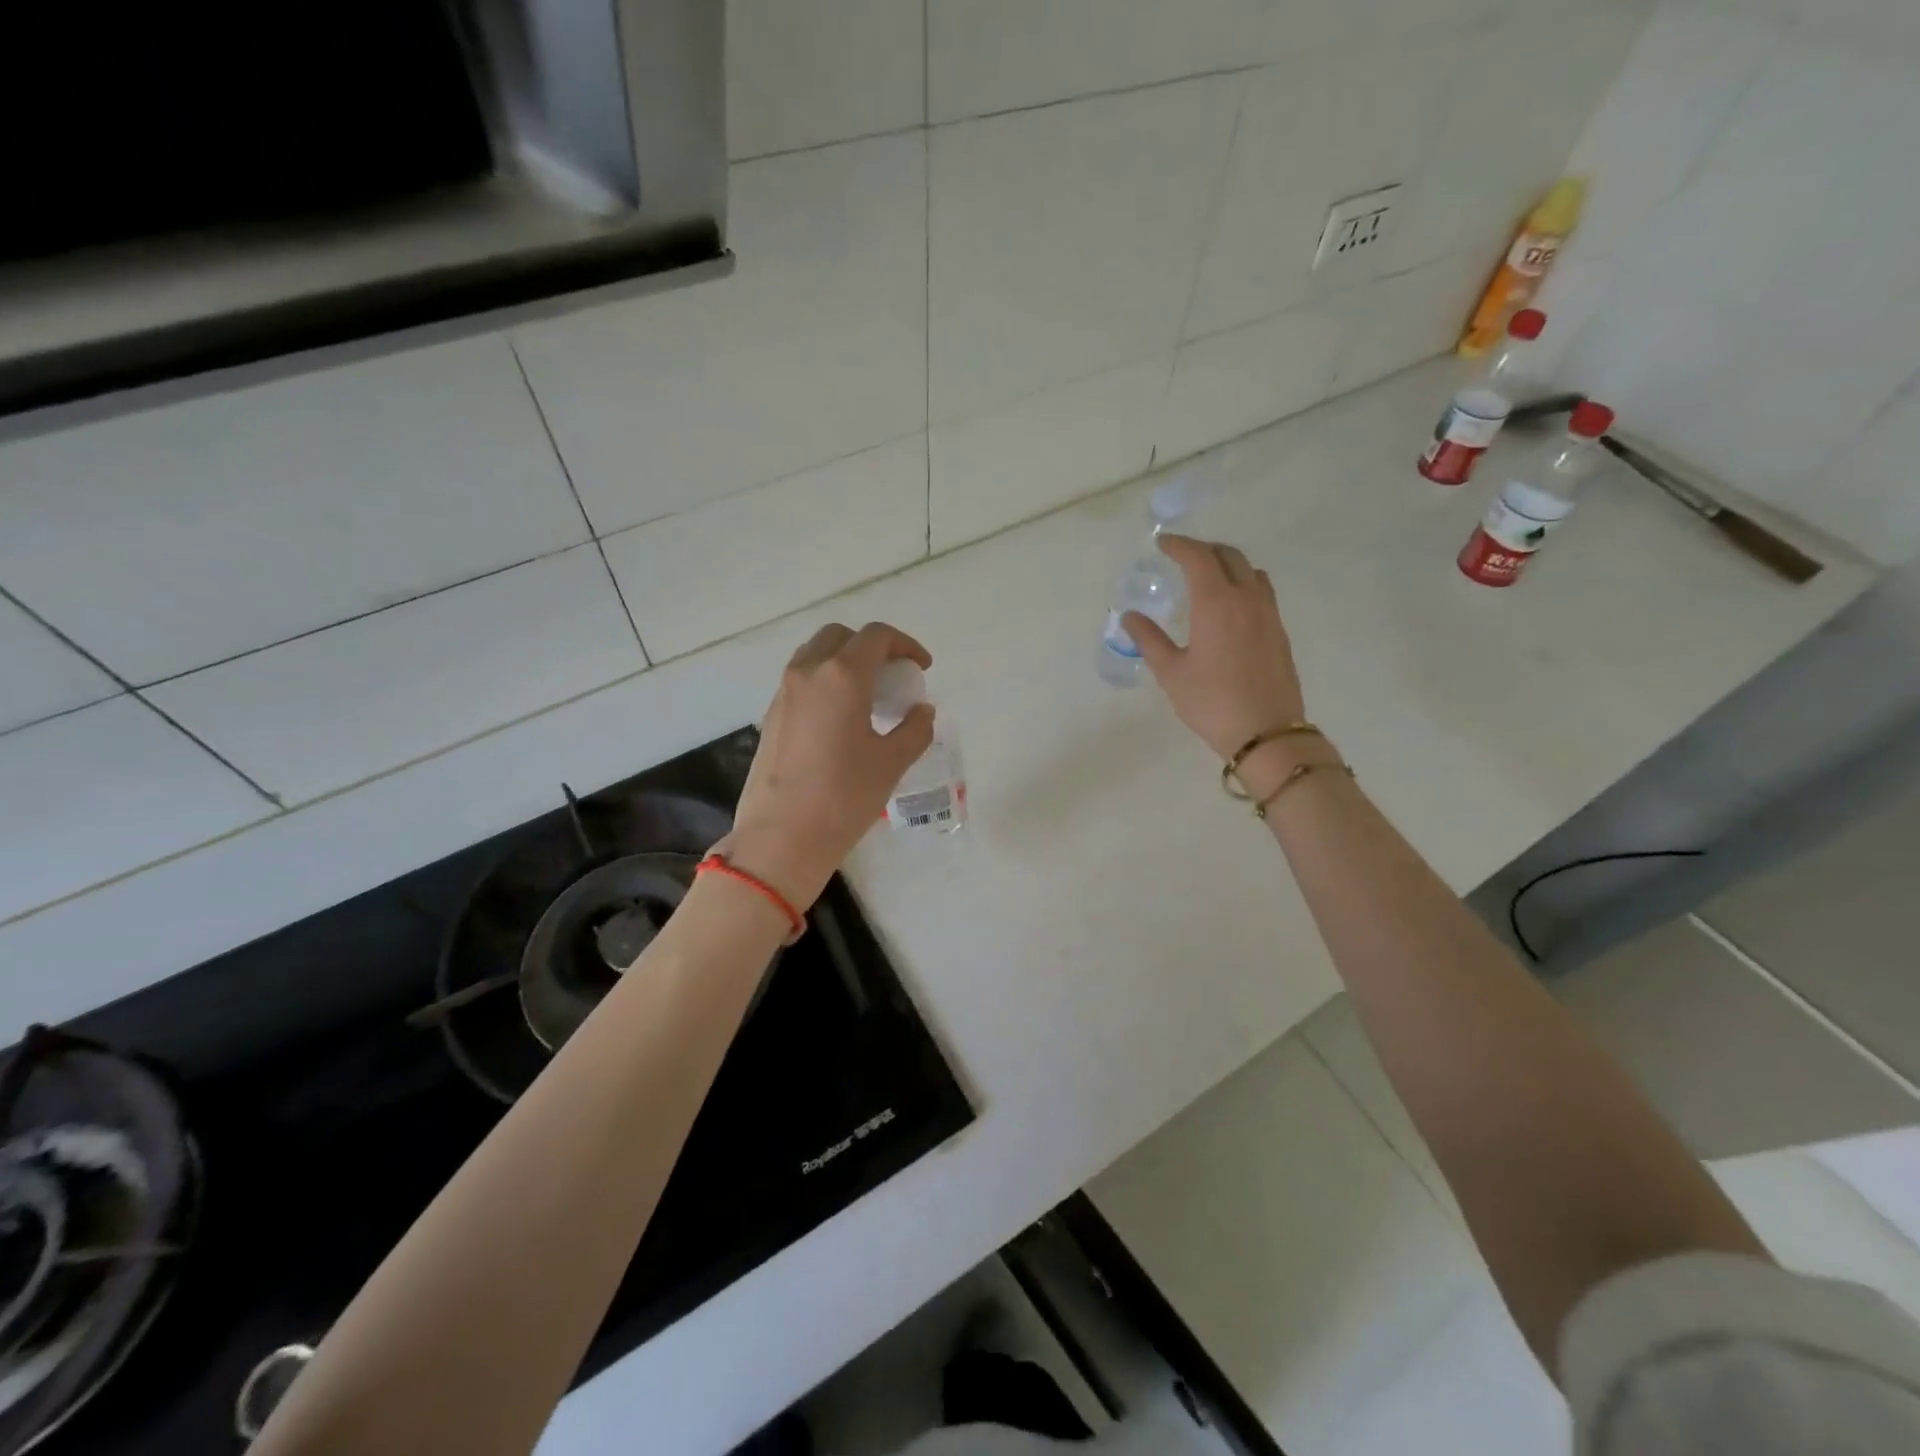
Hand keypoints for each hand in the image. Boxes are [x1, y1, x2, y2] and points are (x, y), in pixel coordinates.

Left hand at [722, 622, 935, 909]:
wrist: (781, 837)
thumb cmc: (844, 796)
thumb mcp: (891, 763)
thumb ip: (915, 729)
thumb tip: (922, 711)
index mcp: (842, 676)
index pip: (876, 637)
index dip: (905, 644)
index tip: (921, 668)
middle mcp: (808, 673)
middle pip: (840, 636)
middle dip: (871, 647)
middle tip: (892, 677)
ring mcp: (784, 693)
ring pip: (815, 655)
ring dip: (844, 662)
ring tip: (868, 696)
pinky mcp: (771, 716)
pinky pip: (801, 681)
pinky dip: (825, 682)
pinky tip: (841, 719)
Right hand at [1124, 535, 1308, 762]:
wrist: (1266, 732)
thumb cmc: (1211, 702)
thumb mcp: (1171, 672)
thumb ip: (1149, 639)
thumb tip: (1130, 617)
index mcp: (1216, 602)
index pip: (1198, 557)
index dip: (1179, 545)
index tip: (1162, 544)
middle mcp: (1246, 598)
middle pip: (1229, 555)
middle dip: (1203, 549)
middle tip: (1182, 557)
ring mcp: (1268, 613)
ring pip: (1250, 570)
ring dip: (1227, 563)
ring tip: (1208, 576)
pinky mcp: (1279, 631)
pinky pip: (1261, 591)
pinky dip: (1243, 583)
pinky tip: (1230, 606)